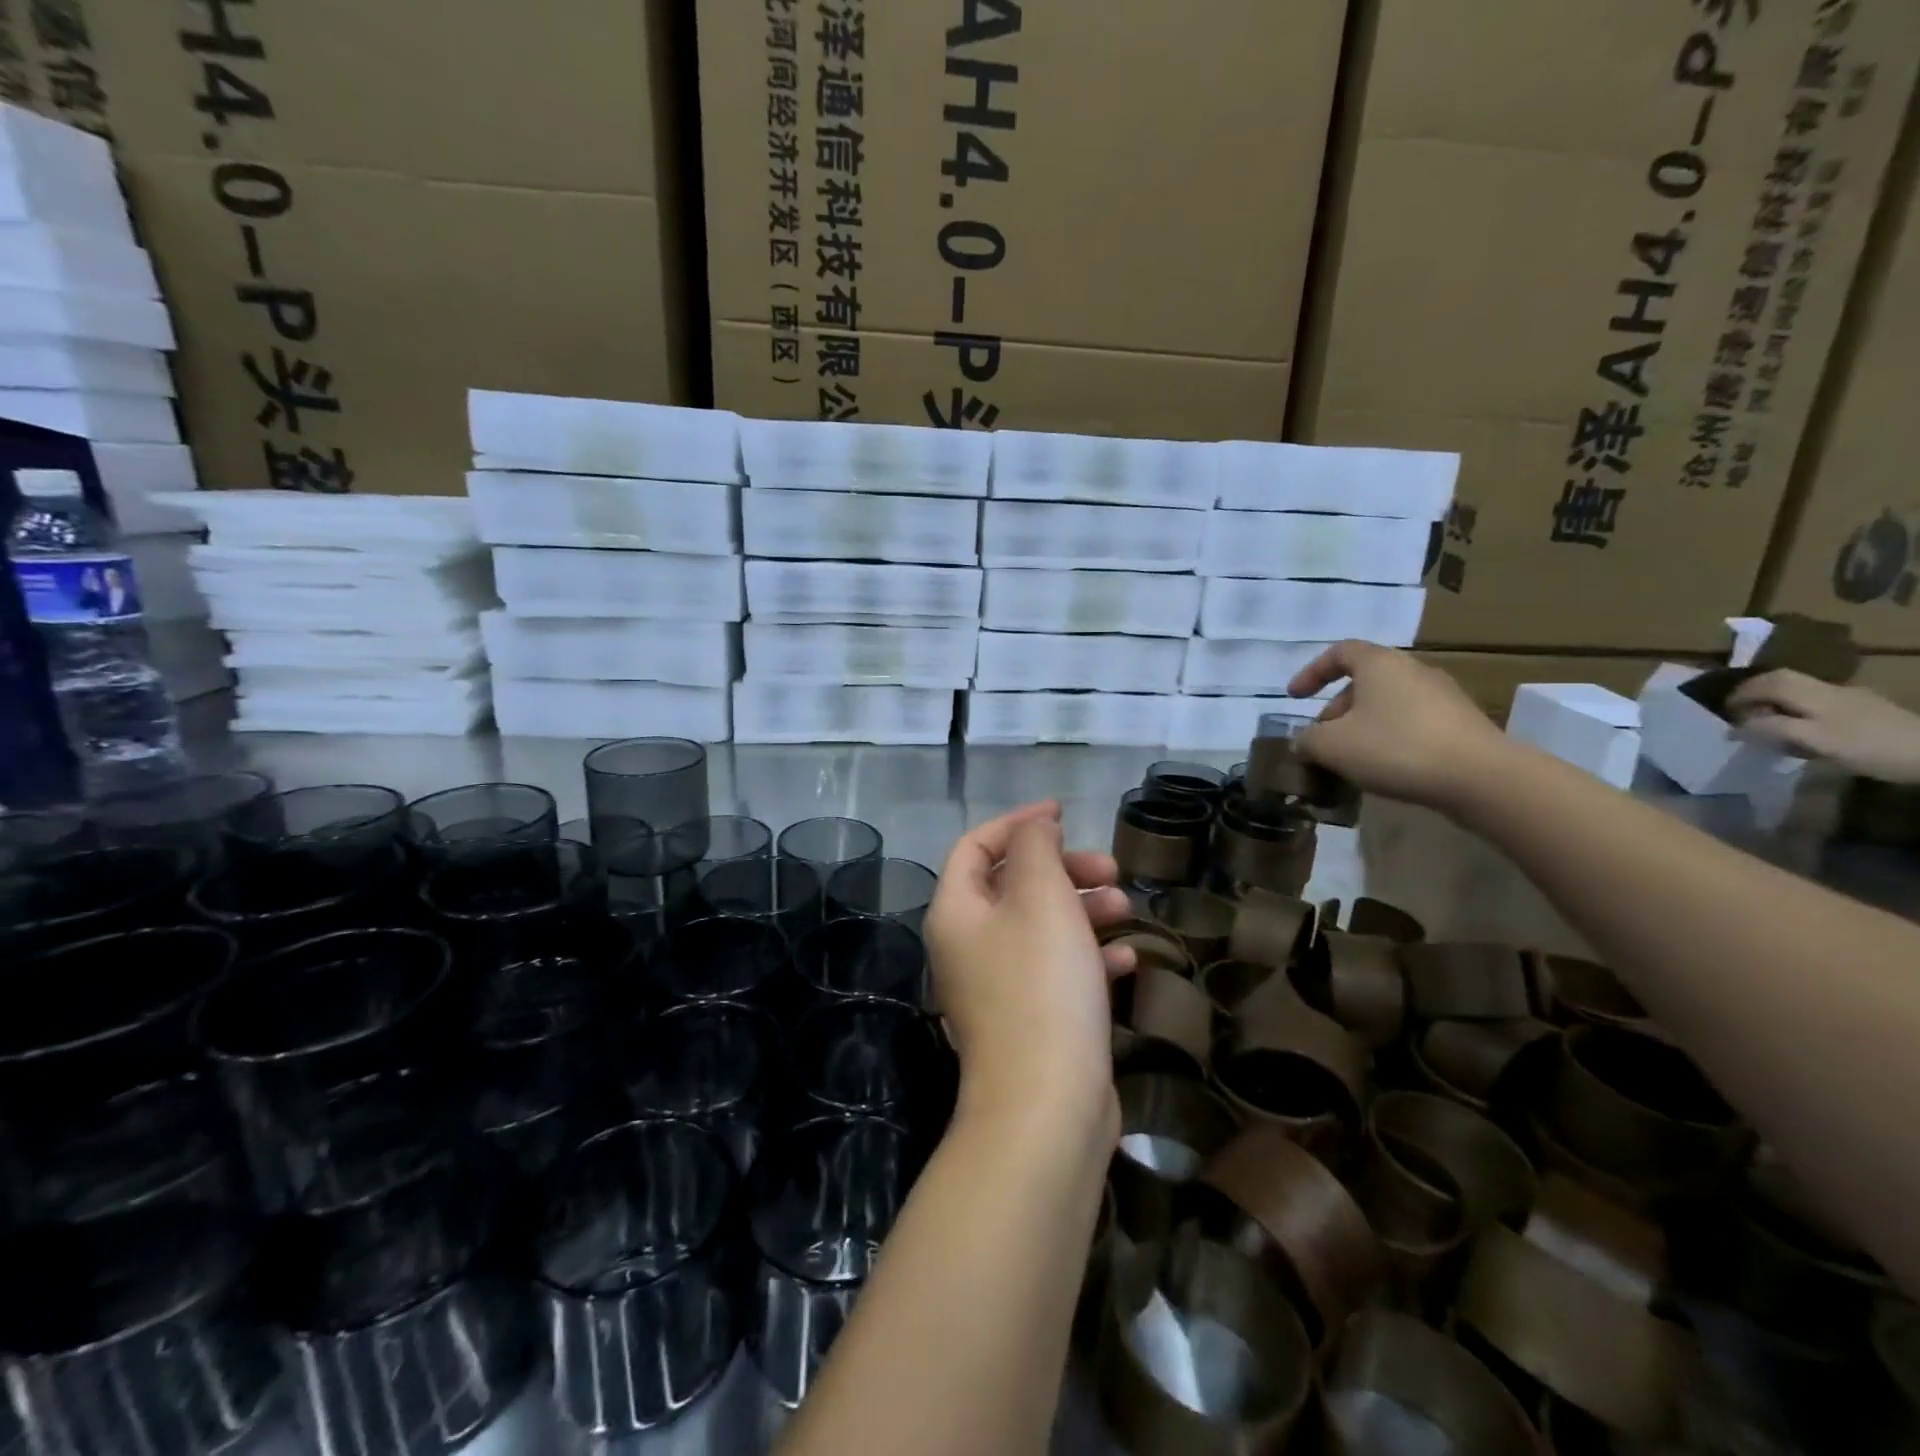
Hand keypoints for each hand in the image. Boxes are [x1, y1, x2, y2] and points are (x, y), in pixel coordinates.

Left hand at [924, 802, 1133, 1132]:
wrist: (1047, 1108)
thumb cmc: (1041, 986)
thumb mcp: (1040, 897)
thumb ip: (1034, 848)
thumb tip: (1034, 828)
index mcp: (956, 913)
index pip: (975, 846)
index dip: (1017, 823)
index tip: (1063, 813)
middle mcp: (968, 947)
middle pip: (1012, 885)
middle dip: (1063, 869)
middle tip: (1110, 870)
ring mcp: (997, 988)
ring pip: (1040, 927)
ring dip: (1082, 910)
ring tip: (1125, 908)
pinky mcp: (1030, 1021)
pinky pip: (1056, 971)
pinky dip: (1087, 956)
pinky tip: (1125, 959)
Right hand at [1288, 640, 1509, 811]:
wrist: (1480, 777)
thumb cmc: (1395, 748)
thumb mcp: (1332, 746)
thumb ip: (1308, 740)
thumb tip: (1304, 741)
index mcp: (1380, 663)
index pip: (1339, 652)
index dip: (1312, 672)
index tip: (1295, 697)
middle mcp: (1413, 670)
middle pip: (1365, 681)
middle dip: (1336, 709)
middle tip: (1322, 740)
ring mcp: (1443, 695)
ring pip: (1388, 704)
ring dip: (1363, 726)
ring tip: (1351, 758)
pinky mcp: (1461, 722)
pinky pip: (1413, 722)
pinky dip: (1390, 737)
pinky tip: (1385, 767)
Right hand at [1727, 670, 1919, 783]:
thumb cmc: (1869, 747)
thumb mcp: (1814, 740)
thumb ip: (1772, 729)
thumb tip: (1734, 726)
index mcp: (1813, 693)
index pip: (1765, 682)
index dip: (1739, 694)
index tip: (1722, 713)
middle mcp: (1828, 689)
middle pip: (1782, 680)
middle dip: (1754, 693)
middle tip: (1738, 713)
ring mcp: (1850, 698)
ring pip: (1799, 690)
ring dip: (1775, 701)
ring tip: (1764, 722)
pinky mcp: (1864, 709)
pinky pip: (1816, 702)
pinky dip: (1796, 709)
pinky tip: (1800, 728)